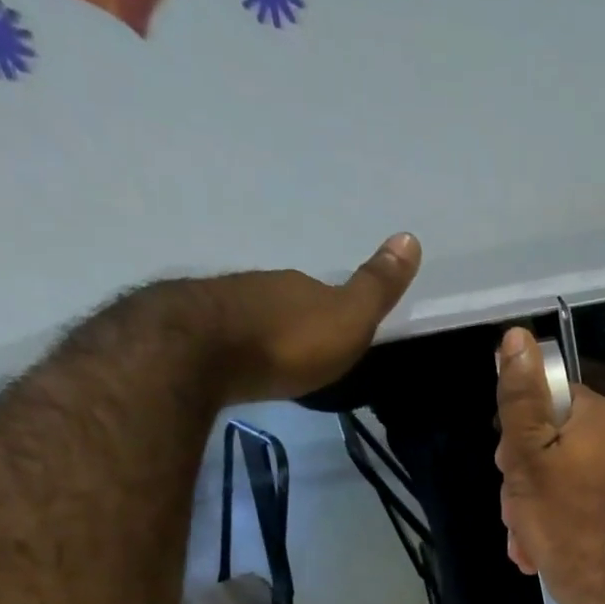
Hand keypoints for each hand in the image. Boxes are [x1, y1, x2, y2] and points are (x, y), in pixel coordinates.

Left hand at [189, 232, 421, 402]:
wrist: (203, 352)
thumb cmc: (287, 342)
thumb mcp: (347, 320)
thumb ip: (375, 288)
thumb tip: (410, 237)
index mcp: (301, 286)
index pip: (324, 293)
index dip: (335, 311)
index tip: (342, 335)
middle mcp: (262, 286)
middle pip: (287, 303)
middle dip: (298, 321)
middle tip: (309, 351)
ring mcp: (225, 304)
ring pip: (255, 316)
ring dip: (266, 334)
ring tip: (275, 362)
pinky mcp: (194, 330)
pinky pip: (226, 336)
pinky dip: (239, 348)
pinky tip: (240, 365)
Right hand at [495, 326, 604, 603]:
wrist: (604, 589)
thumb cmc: (561, 520)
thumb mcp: (526, 455)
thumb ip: (520, 397)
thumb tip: (517, 338)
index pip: (550, 401)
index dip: (520, 435)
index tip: (508, 468)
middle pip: (557, 439)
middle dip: (526, 476)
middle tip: (514, 508)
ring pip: (565, 472)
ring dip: (535, 502)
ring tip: (524, 536)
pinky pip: (582, 496)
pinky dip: (558, 516)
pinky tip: (539, 545)